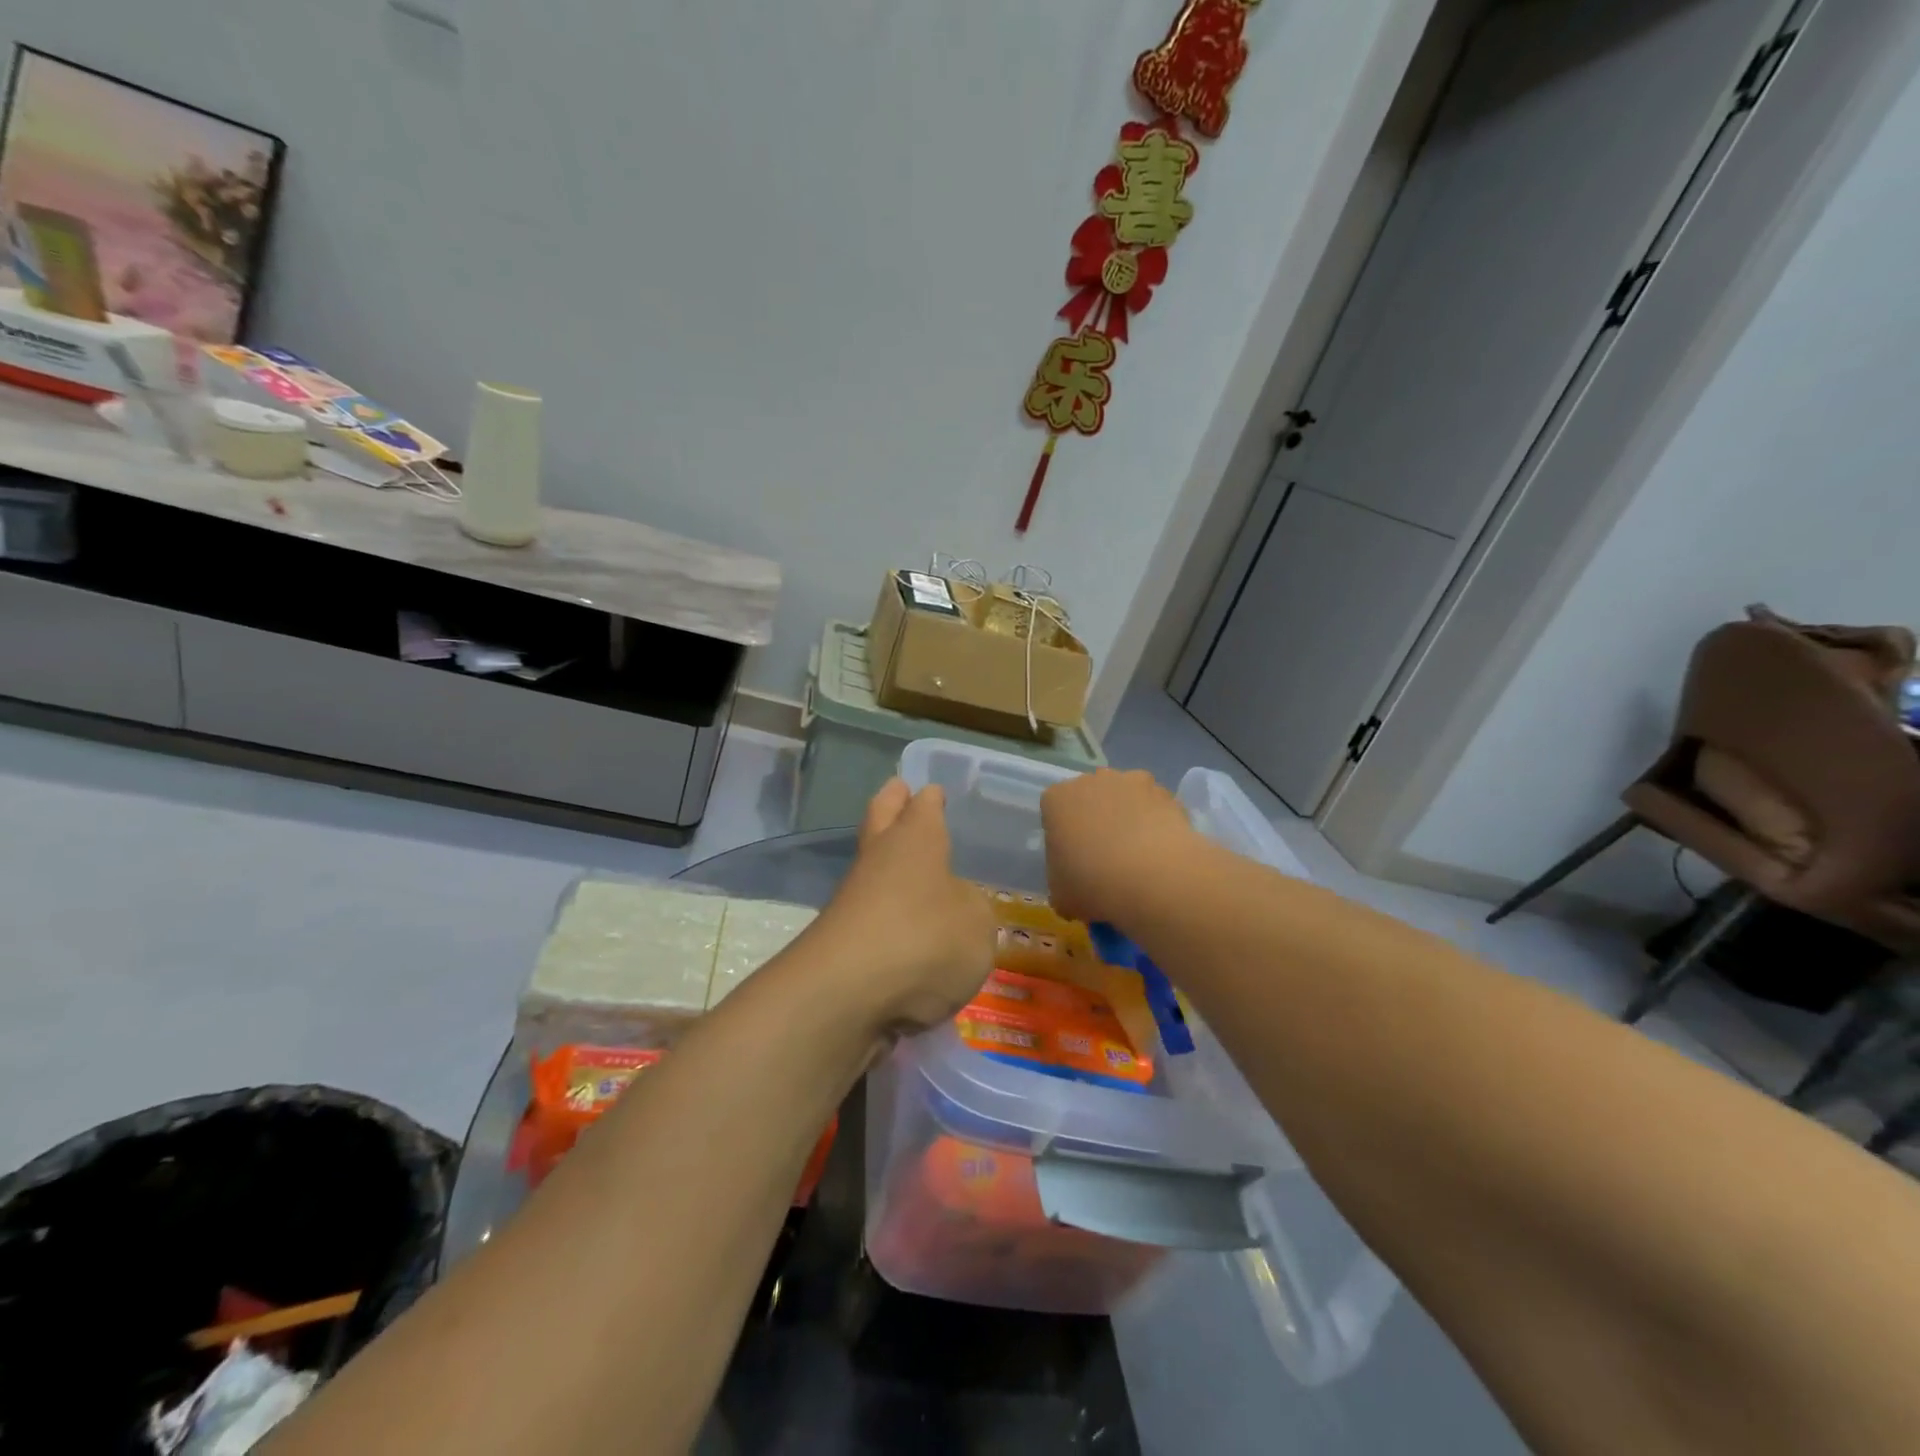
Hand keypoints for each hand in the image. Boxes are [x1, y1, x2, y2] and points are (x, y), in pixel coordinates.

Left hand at [804, 778, 996, 1036]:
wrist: (846, 994)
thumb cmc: (925, 939)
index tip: (932, 790)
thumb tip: (953, 904)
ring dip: (886, 864)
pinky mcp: (838, 942)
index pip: (923, 807)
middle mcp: (880, 860)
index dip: (930, 798)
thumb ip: (971, 909)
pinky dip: (883, 915)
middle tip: (898, 789)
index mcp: (915, 840)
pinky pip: (867, 916)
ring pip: (871, 868)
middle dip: (891, 804)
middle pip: (880, 820)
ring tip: (910, 867)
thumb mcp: (977, 923)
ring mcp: (852, 900)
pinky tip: (903, 929)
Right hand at [1040, 769, 1202, 927]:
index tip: (1073, 860)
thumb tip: (1074, 888)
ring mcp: (1130, 781)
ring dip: (1128, 816)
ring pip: (1125, 797)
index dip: (1064, 836)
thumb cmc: (1092, 883)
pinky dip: (1157, 822)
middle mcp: (1091, 780)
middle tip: (1105, 857)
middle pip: (1090, 797)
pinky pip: (1155, 806)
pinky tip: (1161, 852)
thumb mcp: (1061, 895)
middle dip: (1096, 819)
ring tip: (1138, 855)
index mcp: (1057, 799)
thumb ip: (1062, 883)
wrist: (1151, 877)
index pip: (1054, 811)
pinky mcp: (1165, 792)